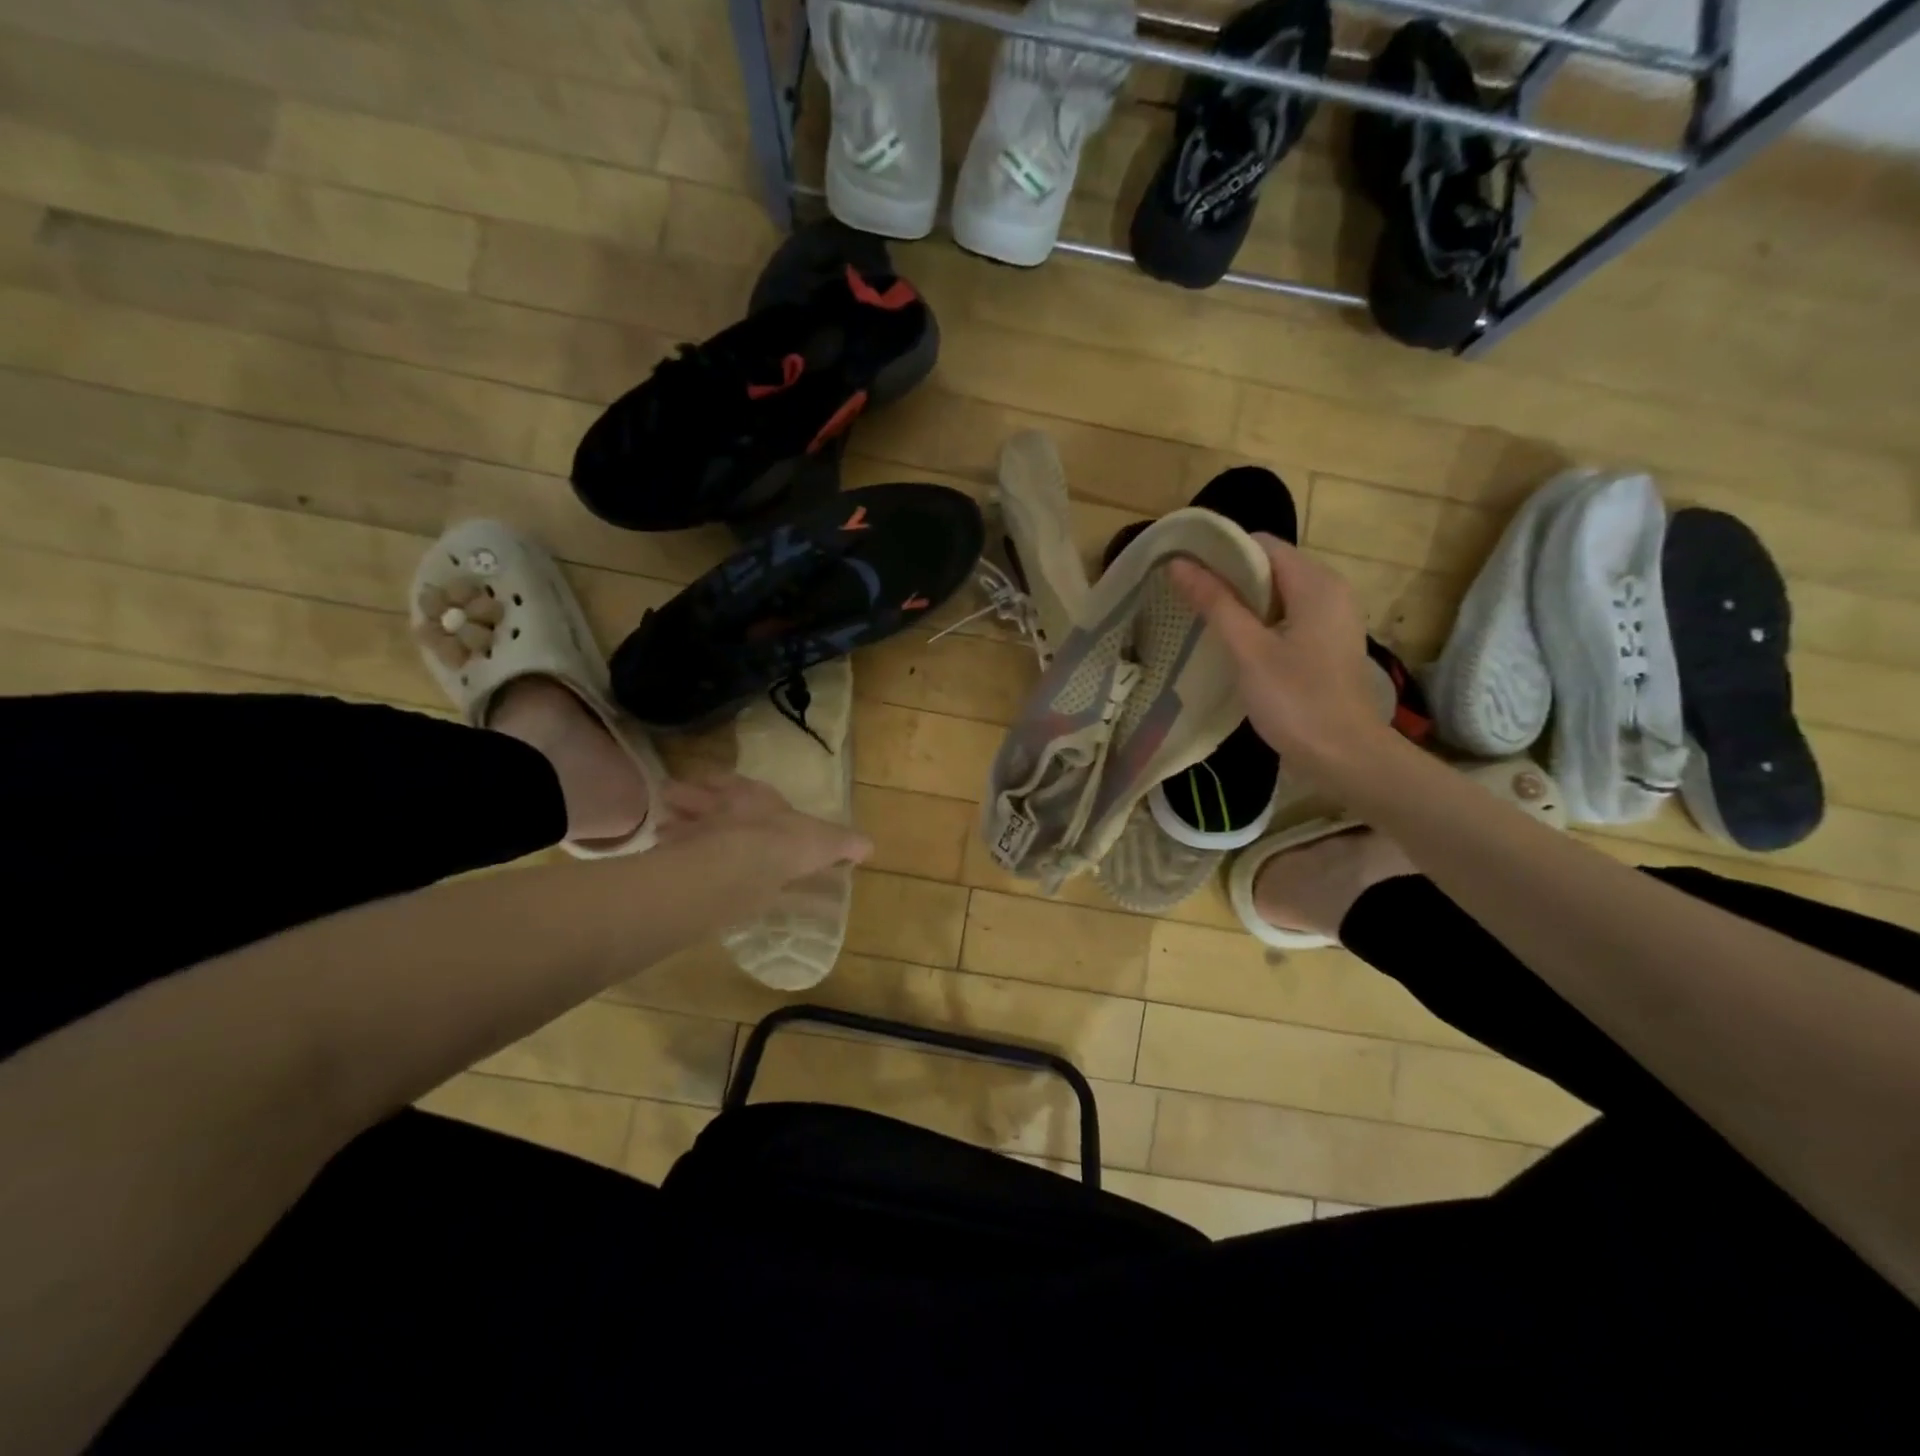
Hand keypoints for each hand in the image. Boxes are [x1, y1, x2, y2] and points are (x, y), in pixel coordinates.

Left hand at [660, 772, 872, 886]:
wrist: (746, 862)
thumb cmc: (788, 844)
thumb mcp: (827, 843)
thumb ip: (844, 843)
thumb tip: (869, 846)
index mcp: (753, 796)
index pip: (732, 782)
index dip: (722, 784)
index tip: (714, 786)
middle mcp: (718, 806)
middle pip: (692, 794)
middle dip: (685, 798)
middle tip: (674, 803)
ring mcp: (692, 830)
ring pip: (673, 821)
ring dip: (670, 826)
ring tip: (665, 833)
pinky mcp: (677, 857)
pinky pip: (665, 853)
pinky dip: (663, 856)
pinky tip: (663, 864)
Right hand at [1170, 534, 1395, 775]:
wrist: (1346, 757)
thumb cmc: (1296, 701)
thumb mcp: (1249, 650)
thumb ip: (1215, 603)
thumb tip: (1179, 563)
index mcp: (1315, 583)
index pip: (1261, 544)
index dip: (1221, 552)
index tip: (1184, 571)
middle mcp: (1330, 590)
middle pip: (1270, 566)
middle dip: (1228, 577)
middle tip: (1186, 597)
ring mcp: (1332, 618)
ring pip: (1277, 594)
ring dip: (1241, 602)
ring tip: (1201, 619)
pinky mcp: (1327, 643)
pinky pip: (1287, 617)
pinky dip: (1259, 622)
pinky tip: (1233, 644)